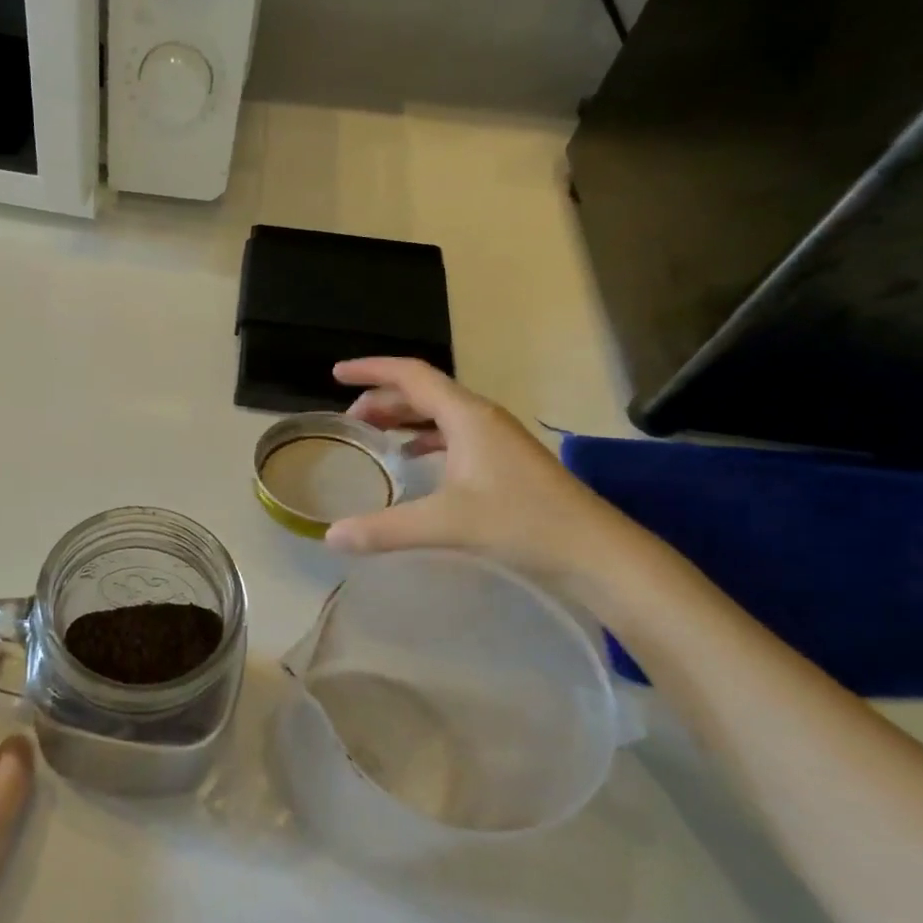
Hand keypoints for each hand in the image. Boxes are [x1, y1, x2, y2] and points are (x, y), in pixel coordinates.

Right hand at [325, 358, 626, 577]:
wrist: (594, 552)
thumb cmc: (523, 523)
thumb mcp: (446, 524)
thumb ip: (384, 529)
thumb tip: (329, 537)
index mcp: (467, 416)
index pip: (411, 375)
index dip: (371, 371)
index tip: (336, 374)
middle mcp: (480, 419)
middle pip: (422, 393)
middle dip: (381, 400)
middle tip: (348, 422)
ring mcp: (495, 440)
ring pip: (438, 415)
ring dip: (402, 419)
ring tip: (371, 438)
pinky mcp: (502, 464)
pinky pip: (452, 437)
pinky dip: (424, 441)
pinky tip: (411, 461)